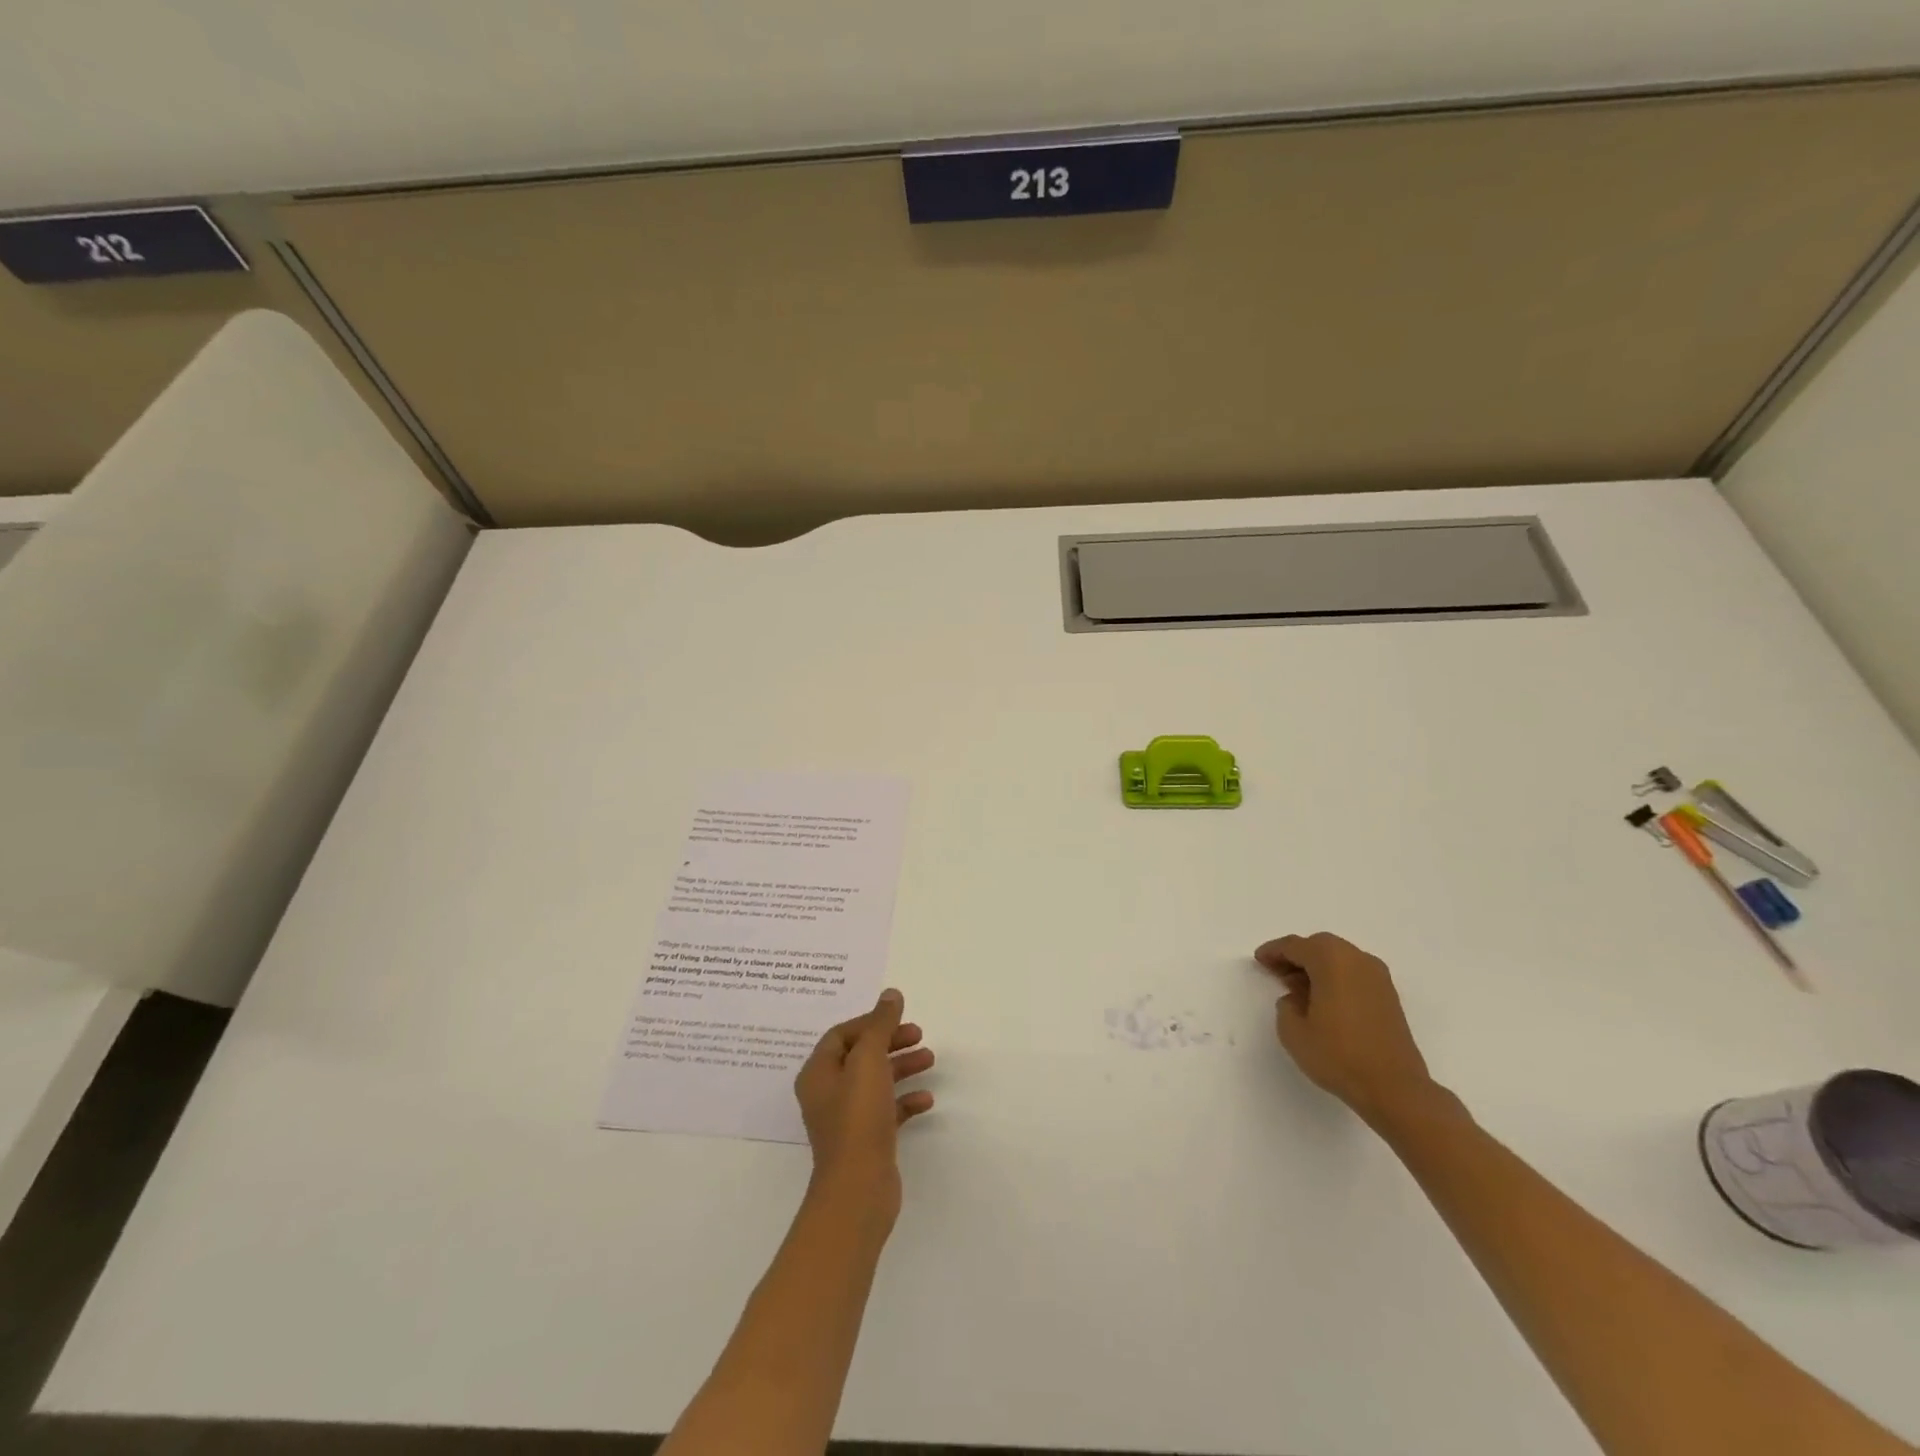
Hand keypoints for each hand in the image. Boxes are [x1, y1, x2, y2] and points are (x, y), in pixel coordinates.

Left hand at [794, 989, 934, 1207]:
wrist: (858, 1188)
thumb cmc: (858, 1116)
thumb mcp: (869, 1060)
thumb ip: (880, 1025)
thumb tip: (890, 994)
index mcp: (818, 1073)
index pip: (841, 1035)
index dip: (870, 1022)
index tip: (898, 1019)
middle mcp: (827, 1093)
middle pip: (860, 1056)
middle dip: (890, 1042)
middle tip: (919, 1035)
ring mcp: (846, 1119)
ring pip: (876, 1081)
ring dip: (902, 1067)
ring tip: (930, 1060)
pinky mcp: (865, 1140)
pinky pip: (886, 1110)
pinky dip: (905, 1100)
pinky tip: (927, 1100)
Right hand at [1254, 932, 1437, 1125]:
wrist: (1395, 1088)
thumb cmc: (1338, 1055)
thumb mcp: (1293, 1032)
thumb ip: (1286, 1006)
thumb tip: (1297, 998)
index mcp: (1332, 960)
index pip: (1295, 946)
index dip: (1274, 951)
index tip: (1259, 959)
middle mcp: (1357, 960)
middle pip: (1320, 946)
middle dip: (1296, 955)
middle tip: (1277, 972)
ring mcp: (1378, 978)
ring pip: (1339, 958)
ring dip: (1317, 967)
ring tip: (1299, 988)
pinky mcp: (1389, 997)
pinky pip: (1354, 974)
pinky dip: (1336, 978)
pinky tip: (1324, 1000)